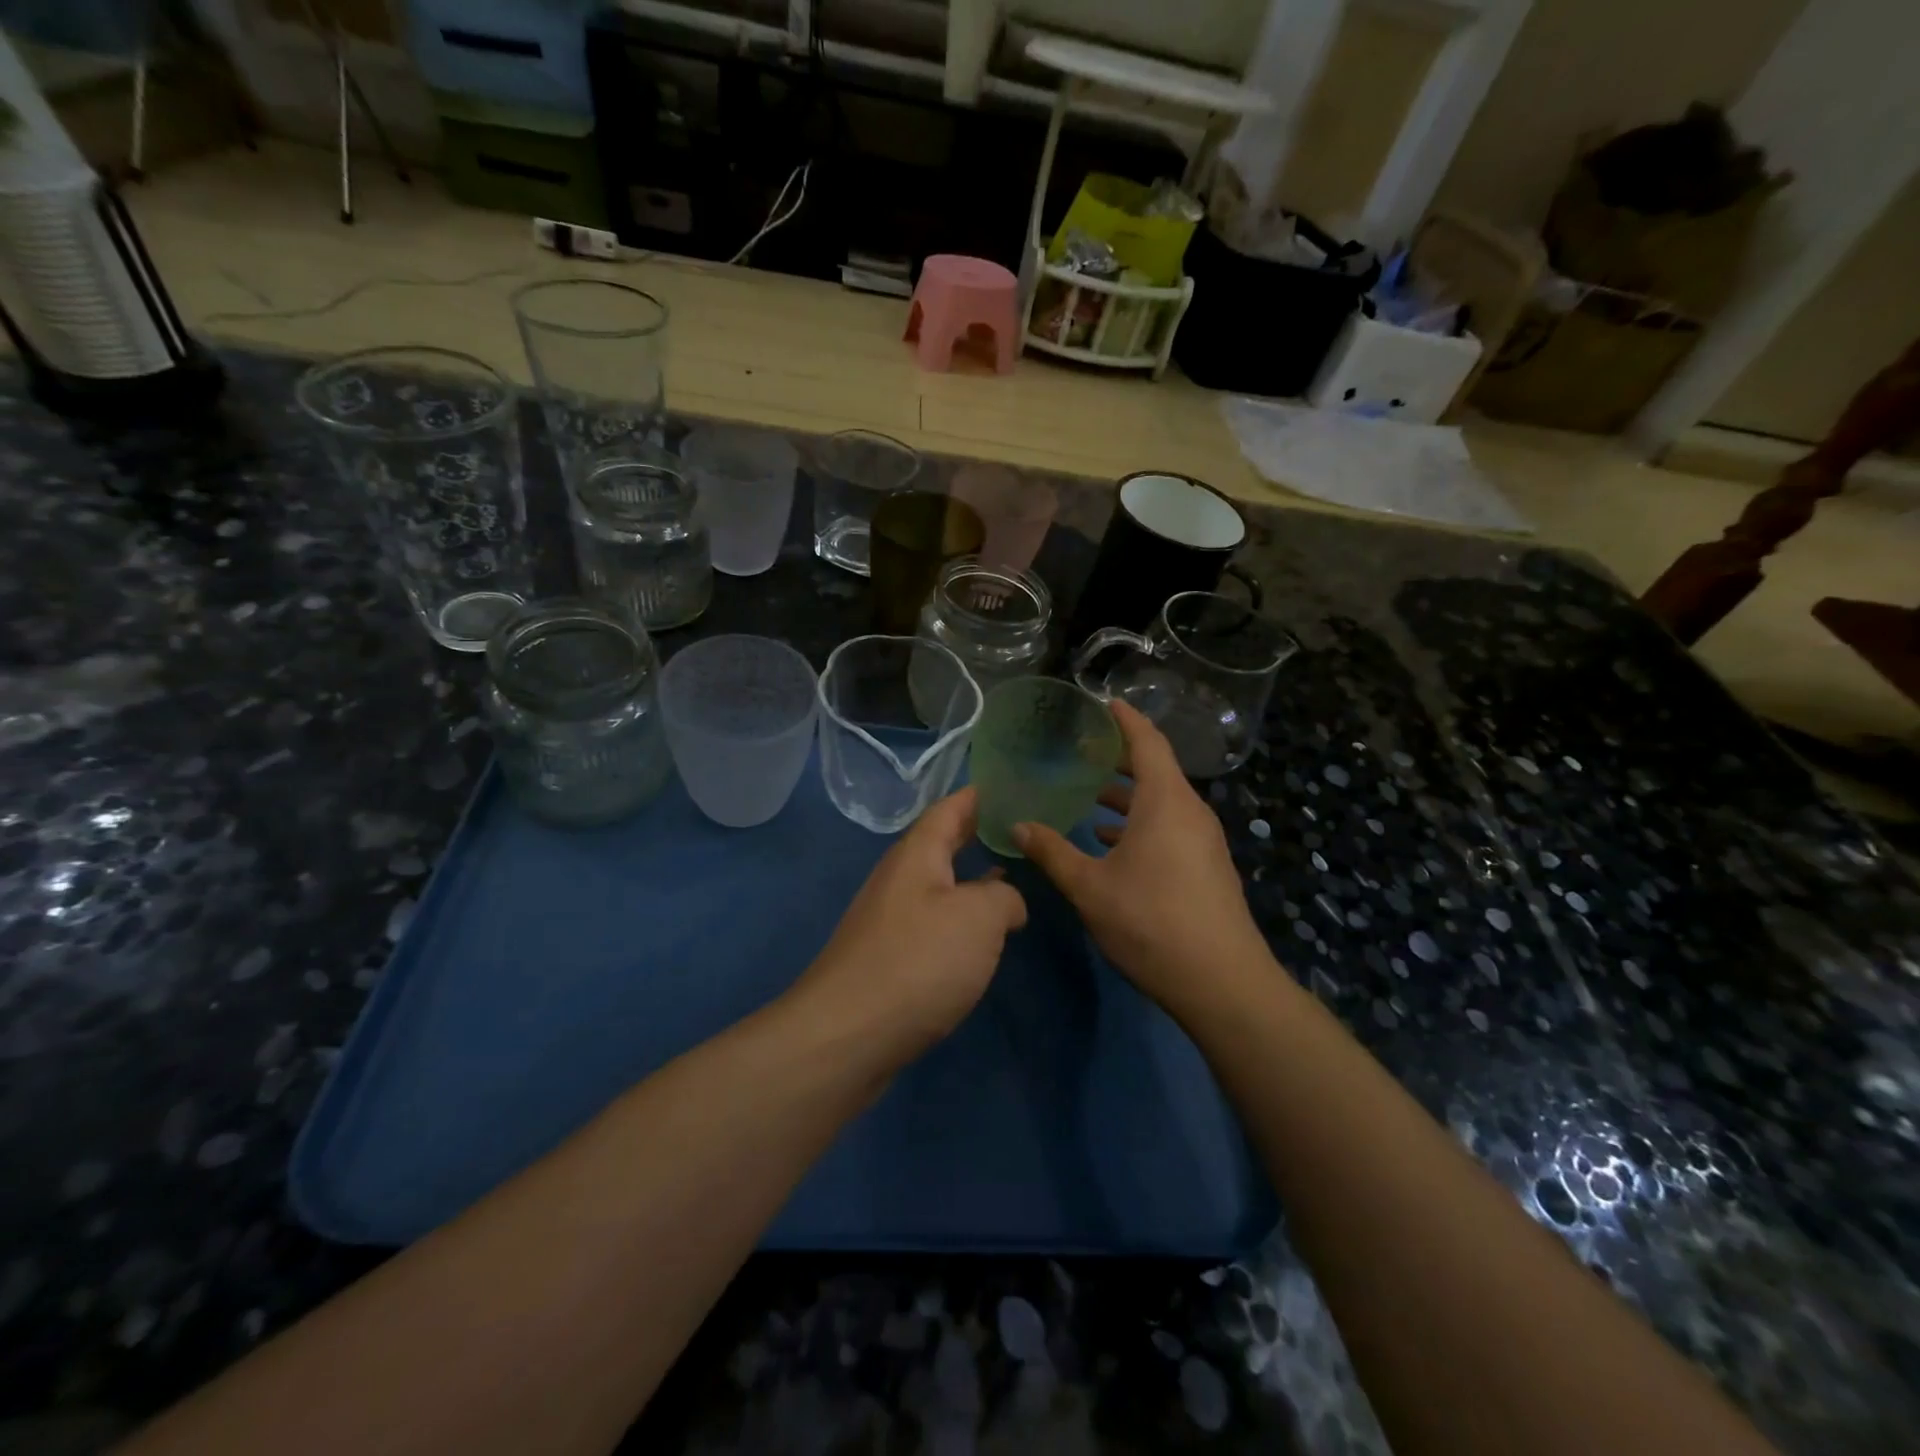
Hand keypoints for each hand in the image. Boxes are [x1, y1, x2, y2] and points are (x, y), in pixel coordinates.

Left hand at [797, 787, 1027, 1068]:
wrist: (848, 1035)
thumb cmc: (918, 961)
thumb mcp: (979, 917)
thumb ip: (1004, 898)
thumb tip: (1008, 902)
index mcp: (917, 854)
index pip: (950, 808)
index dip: (980, 795)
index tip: (1012, 786)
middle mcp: (899, 879)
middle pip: (941, 844)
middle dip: (978, 835)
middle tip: (1021, 831)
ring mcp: (890, 919)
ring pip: (939, 886)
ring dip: (972, 880)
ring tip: (1013, 878)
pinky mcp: (889, 958)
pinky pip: (933, 923)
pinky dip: (961, 919)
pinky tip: (982, 938)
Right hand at [1014, 701, 1265, 1015]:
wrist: (1222, 983)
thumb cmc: (1151, 923)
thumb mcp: (1090, 887)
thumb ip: (1052, 852)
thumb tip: (1017, 825)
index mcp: (1165, 802)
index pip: (1147, 742)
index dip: (1125, 719)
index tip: (1103, 702)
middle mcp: (1190, 812)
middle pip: (1156, 768)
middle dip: (1120, 755)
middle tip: (1084, 747)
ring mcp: (1203, 840)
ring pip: (1162, 801)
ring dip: (1128, 793)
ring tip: (1090, 793)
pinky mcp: (1206, 866)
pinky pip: (1170, 825)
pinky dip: (1140, 822)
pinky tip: (1110, 841)